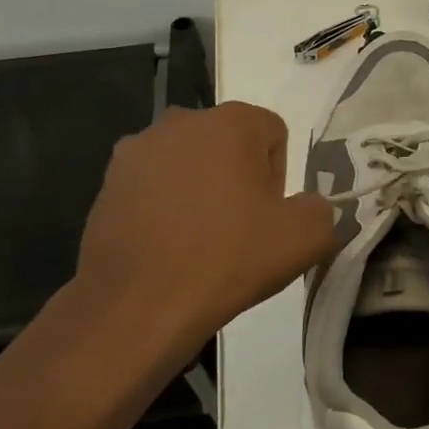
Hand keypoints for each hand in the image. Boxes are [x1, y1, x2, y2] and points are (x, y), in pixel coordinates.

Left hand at [64, 103, 336, 381]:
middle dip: (238, 177)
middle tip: (239, 228)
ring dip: (200, 189)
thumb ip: (321, 209)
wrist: (137, 306)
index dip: (279, 176)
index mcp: (231, 122)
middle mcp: (181, 121)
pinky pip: (153, 186)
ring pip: (189, 163)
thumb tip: (308, 207)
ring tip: (200, 240)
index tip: (268, 215)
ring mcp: (137, 150)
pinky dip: (165, 207)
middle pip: (229, 143)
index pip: (274, 133)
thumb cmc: (227, 259)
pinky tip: (167, 247)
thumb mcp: (306, 238)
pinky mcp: (107, 183)